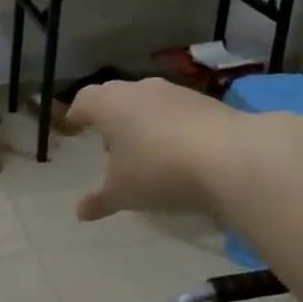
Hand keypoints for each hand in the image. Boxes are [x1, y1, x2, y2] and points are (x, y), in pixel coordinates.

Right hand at [65, 79, 244, 221]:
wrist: (228, 156)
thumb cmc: (157, 169)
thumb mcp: (122, 193)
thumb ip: (99, 200)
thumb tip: (81, 212)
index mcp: (109, 104)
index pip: (83, 101)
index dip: (77, 115)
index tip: (74, 127)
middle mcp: (138, 89)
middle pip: (115, 97)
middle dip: (109, 118)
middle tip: (109, 144)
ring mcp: (174, 92)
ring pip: (147, 102)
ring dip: (141, 121)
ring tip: (145, 151)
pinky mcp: (204, 101)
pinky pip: (176, 111)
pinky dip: (170, 126)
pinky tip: (177, 151)